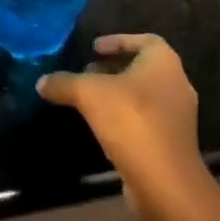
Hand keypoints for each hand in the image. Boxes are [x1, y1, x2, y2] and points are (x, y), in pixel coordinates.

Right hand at [38, 34, 201, 193]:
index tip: (94, 48)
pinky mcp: (174, 143)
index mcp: (164, 62)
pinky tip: (103, 127)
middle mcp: (177, 83)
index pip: (144, 39)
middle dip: (113, 68)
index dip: (118, 41)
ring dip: (119, 94)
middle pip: (142, 67)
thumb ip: (64, 83)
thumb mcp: (89, 94)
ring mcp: (178, 116)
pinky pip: (147, 120)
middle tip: (86, 72)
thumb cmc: (131, 120)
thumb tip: (41, 82)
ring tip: (90, 99)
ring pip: (145, 95)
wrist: (165, 181)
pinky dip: (126, 117)